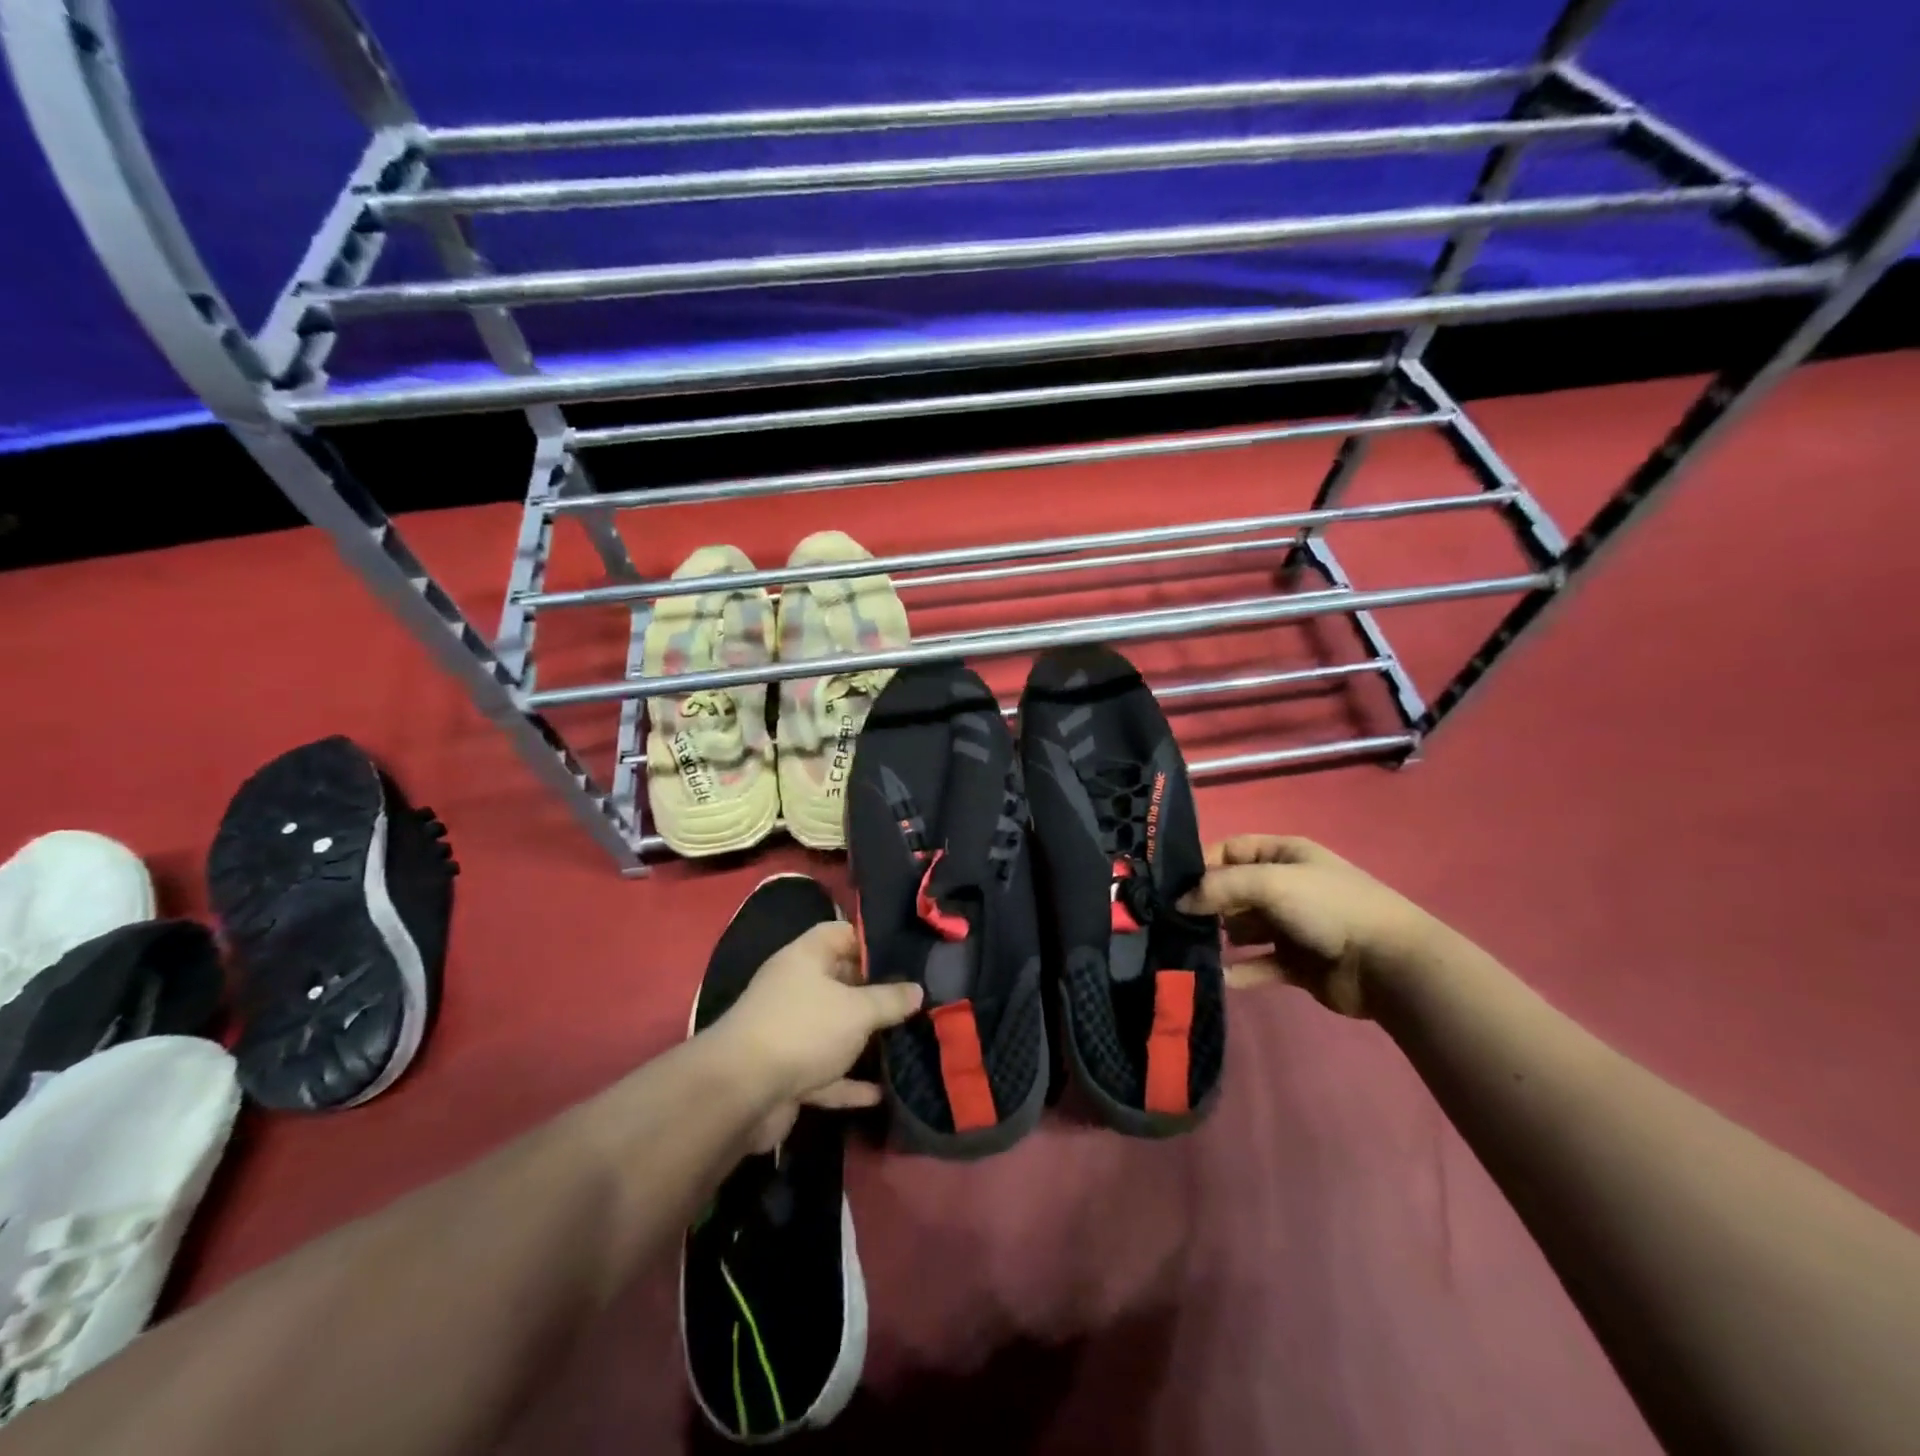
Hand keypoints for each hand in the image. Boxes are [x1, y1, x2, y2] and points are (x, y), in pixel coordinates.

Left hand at [708, 921, 922, 1149]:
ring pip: (834, 1029)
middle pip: (839, 982)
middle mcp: (794, 989)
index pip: (840, 934)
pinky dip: (848, 1083)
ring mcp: (789, 1032)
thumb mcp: (857, 1010)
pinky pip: (825, 1072)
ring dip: (863, 1040)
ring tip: (905, 1041)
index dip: (871, 940)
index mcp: (805, 958)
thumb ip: (890, 999)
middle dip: (874, 992)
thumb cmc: (803, 1029)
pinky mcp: (786, 1072)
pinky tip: (879, 1093)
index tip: (906, 953)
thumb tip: (917, 990)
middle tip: (916, 998)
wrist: (741, 1093)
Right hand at [1178, 836, 1442, 1018]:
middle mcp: (1285, 886)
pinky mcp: (1296, 963)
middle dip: (1205, 905)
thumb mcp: (1269, 882)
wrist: (1389, 965)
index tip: (1171, 887)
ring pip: (1242, 929)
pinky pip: (1258, 964)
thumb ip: (1218, 888)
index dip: (1201, 865)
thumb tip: (1178, 903)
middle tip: (1174, 922)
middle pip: (1233, 891)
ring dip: (1219, 938)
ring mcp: (1291, 925)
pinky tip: (1218, 977)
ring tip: (1191, 949)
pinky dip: (1240, 971)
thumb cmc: (1327, 908)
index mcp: (1284, 854)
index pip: (1230, 850)